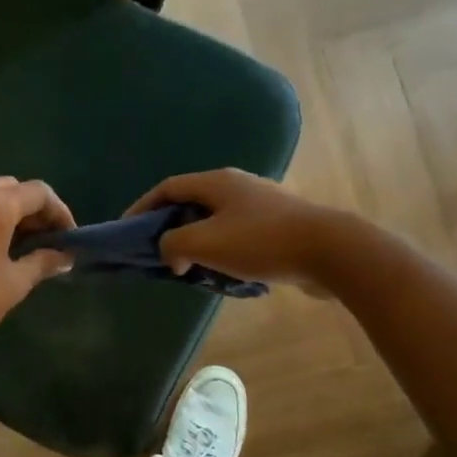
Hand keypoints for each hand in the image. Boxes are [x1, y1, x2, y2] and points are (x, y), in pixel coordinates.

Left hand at [0, 177, 75, 354]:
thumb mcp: (13, 284)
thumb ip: (42, 264)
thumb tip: (65, 257)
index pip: (39, 192)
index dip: (60, 212)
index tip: (68, 238)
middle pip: (12, 188)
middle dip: (33, 210)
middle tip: (44, 240)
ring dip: (7, 213)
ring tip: (17, 247)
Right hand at [125, 169, 340, 289]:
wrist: (329, 250)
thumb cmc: (260, 242)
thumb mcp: (204, 243)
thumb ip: (173, 245)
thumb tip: (171, 254)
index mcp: (216, 182)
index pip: (167, 188)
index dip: (142, 207)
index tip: (127, 231)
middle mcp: (237, 186)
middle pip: (191, 203)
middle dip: (170, 229)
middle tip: (159, 254)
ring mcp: (261, 204)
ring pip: (215, 221)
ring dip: (197, 244)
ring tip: (189, 269)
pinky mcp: (278, 225)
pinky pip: (237, 236)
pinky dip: (221, 252)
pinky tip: (225, 275)